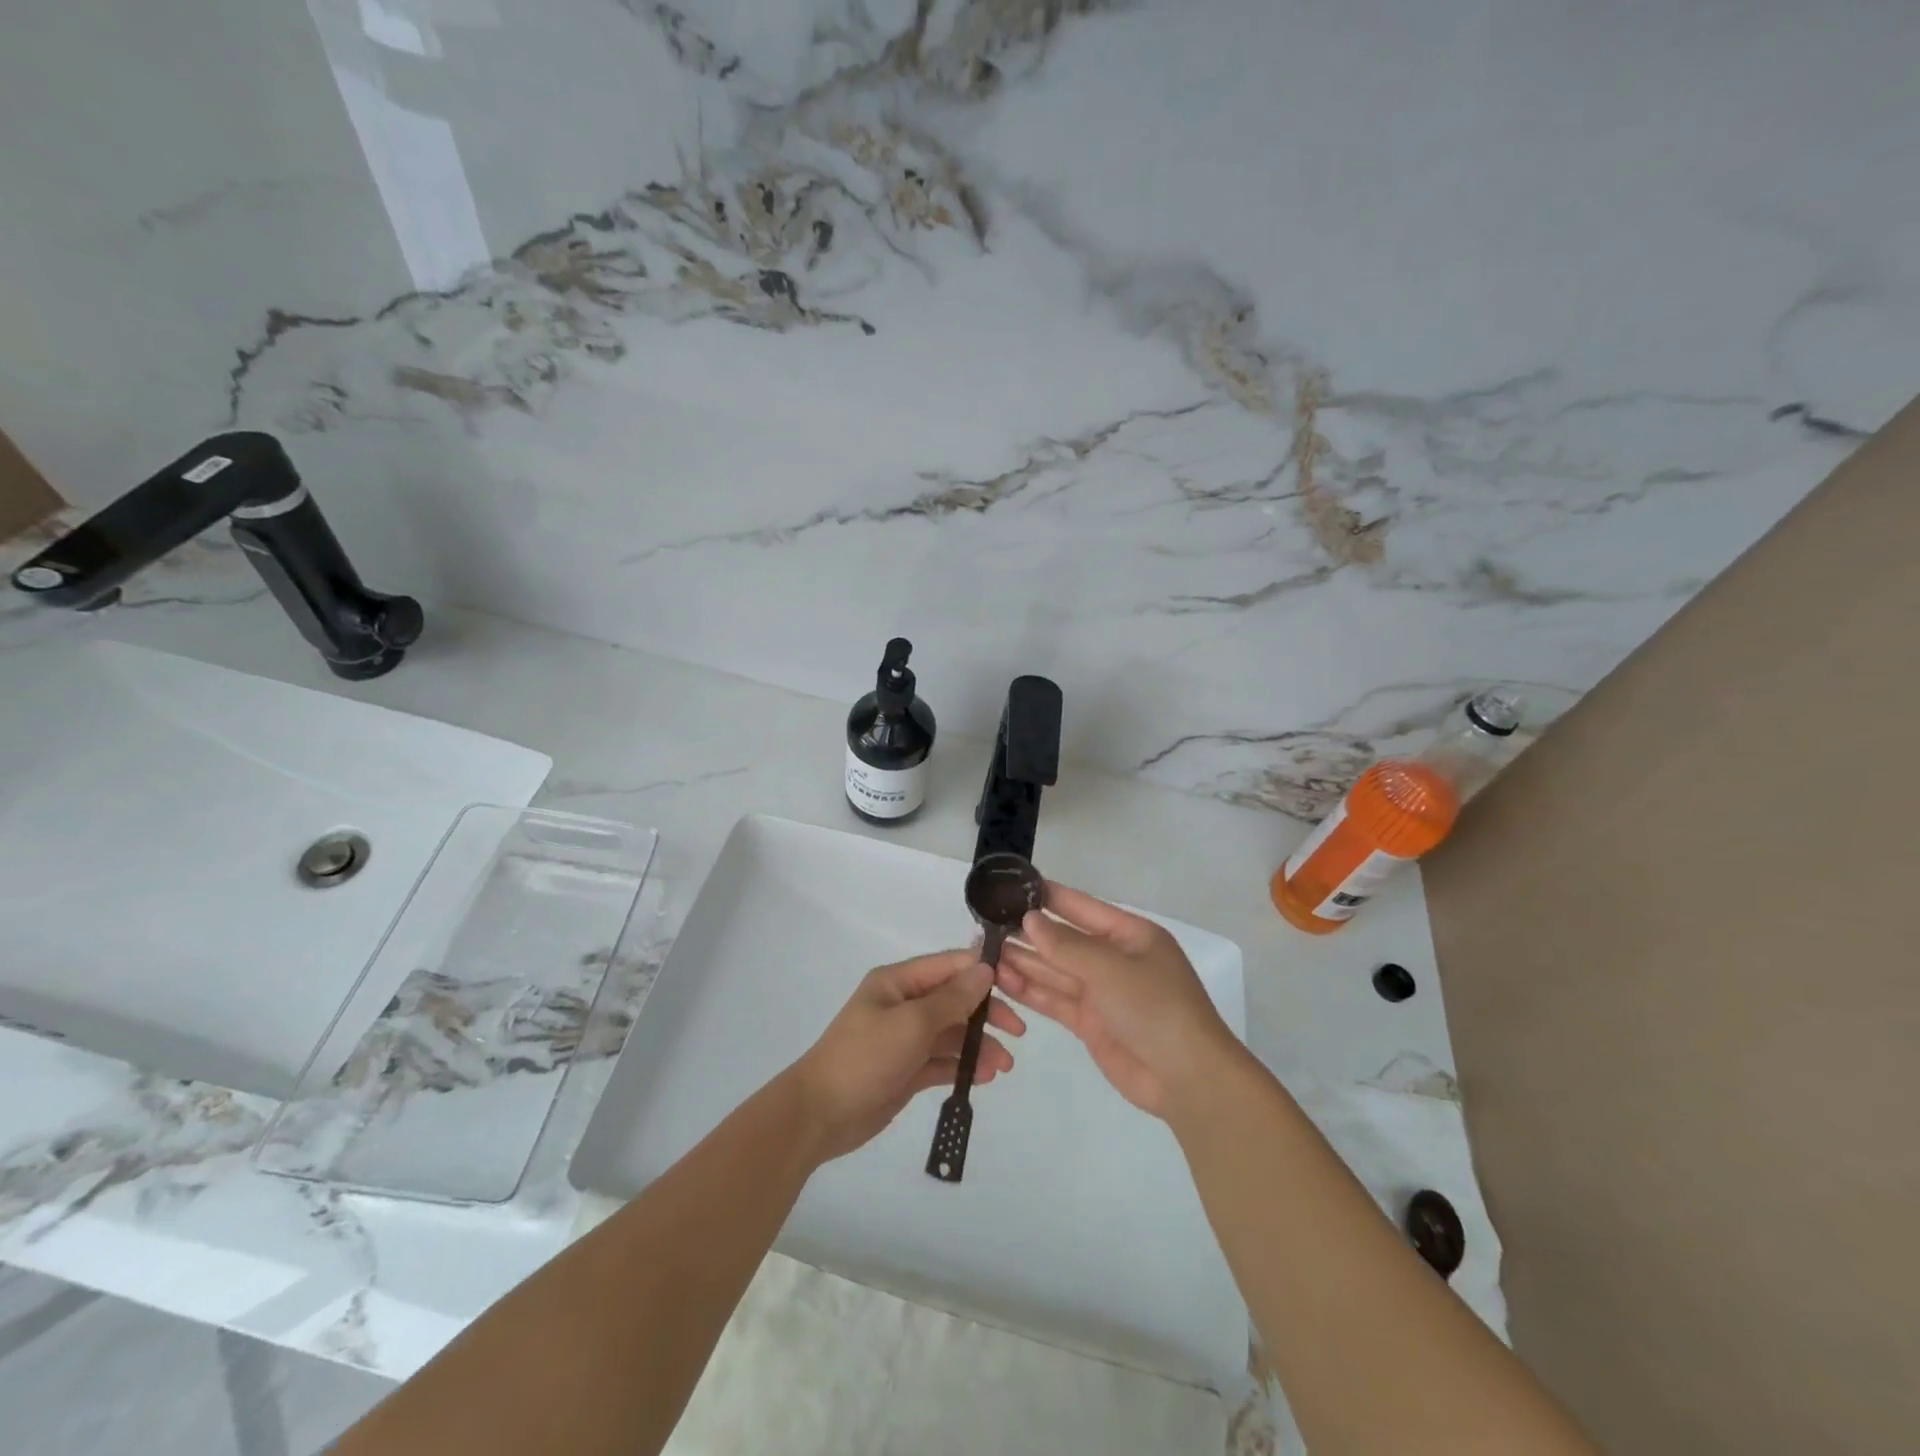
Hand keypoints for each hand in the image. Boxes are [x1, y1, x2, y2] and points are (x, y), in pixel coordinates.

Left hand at [785, 949, 1024, 1162]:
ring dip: (978, 1045)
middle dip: (986, 1013)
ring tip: (1004, 1066)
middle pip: (954, 999)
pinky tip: (984, 1077)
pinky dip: (962, 1066)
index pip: (949, 966)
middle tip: (1017, 1032)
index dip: (983, 972)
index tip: (1018, 985)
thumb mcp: (912, 1023)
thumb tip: (985, 969)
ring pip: (952, 1033)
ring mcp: (904, 1038)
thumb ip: (952, 998)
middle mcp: (903, 1004)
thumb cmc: (865, 1058)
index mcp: (898, 982)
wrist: (820, 1114)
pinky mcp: (906, 1069)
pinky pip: (942, 1061)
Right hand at [996, 883, 1240, 1119]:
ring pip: (1055, 970)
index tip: (1011, 888)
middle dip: (1028, 934)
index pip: (1082, 907)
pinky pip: (1055, 999)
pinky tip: (1002, 981)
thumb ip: (1066, 946)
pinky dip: (1030, 991)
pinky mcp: (1091, 1023)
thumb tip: (1029, 920)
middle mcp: (1114, 959)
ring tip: (984, 953)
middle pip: (1064, 940)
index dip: (1048, 897)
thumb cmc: (1156, 1008)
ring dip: (1023, 962)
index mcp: (1130, 935)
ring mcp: (1102, 993)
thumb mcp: (1111, 969)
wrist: (1187, 1079)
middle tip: (985, 926)